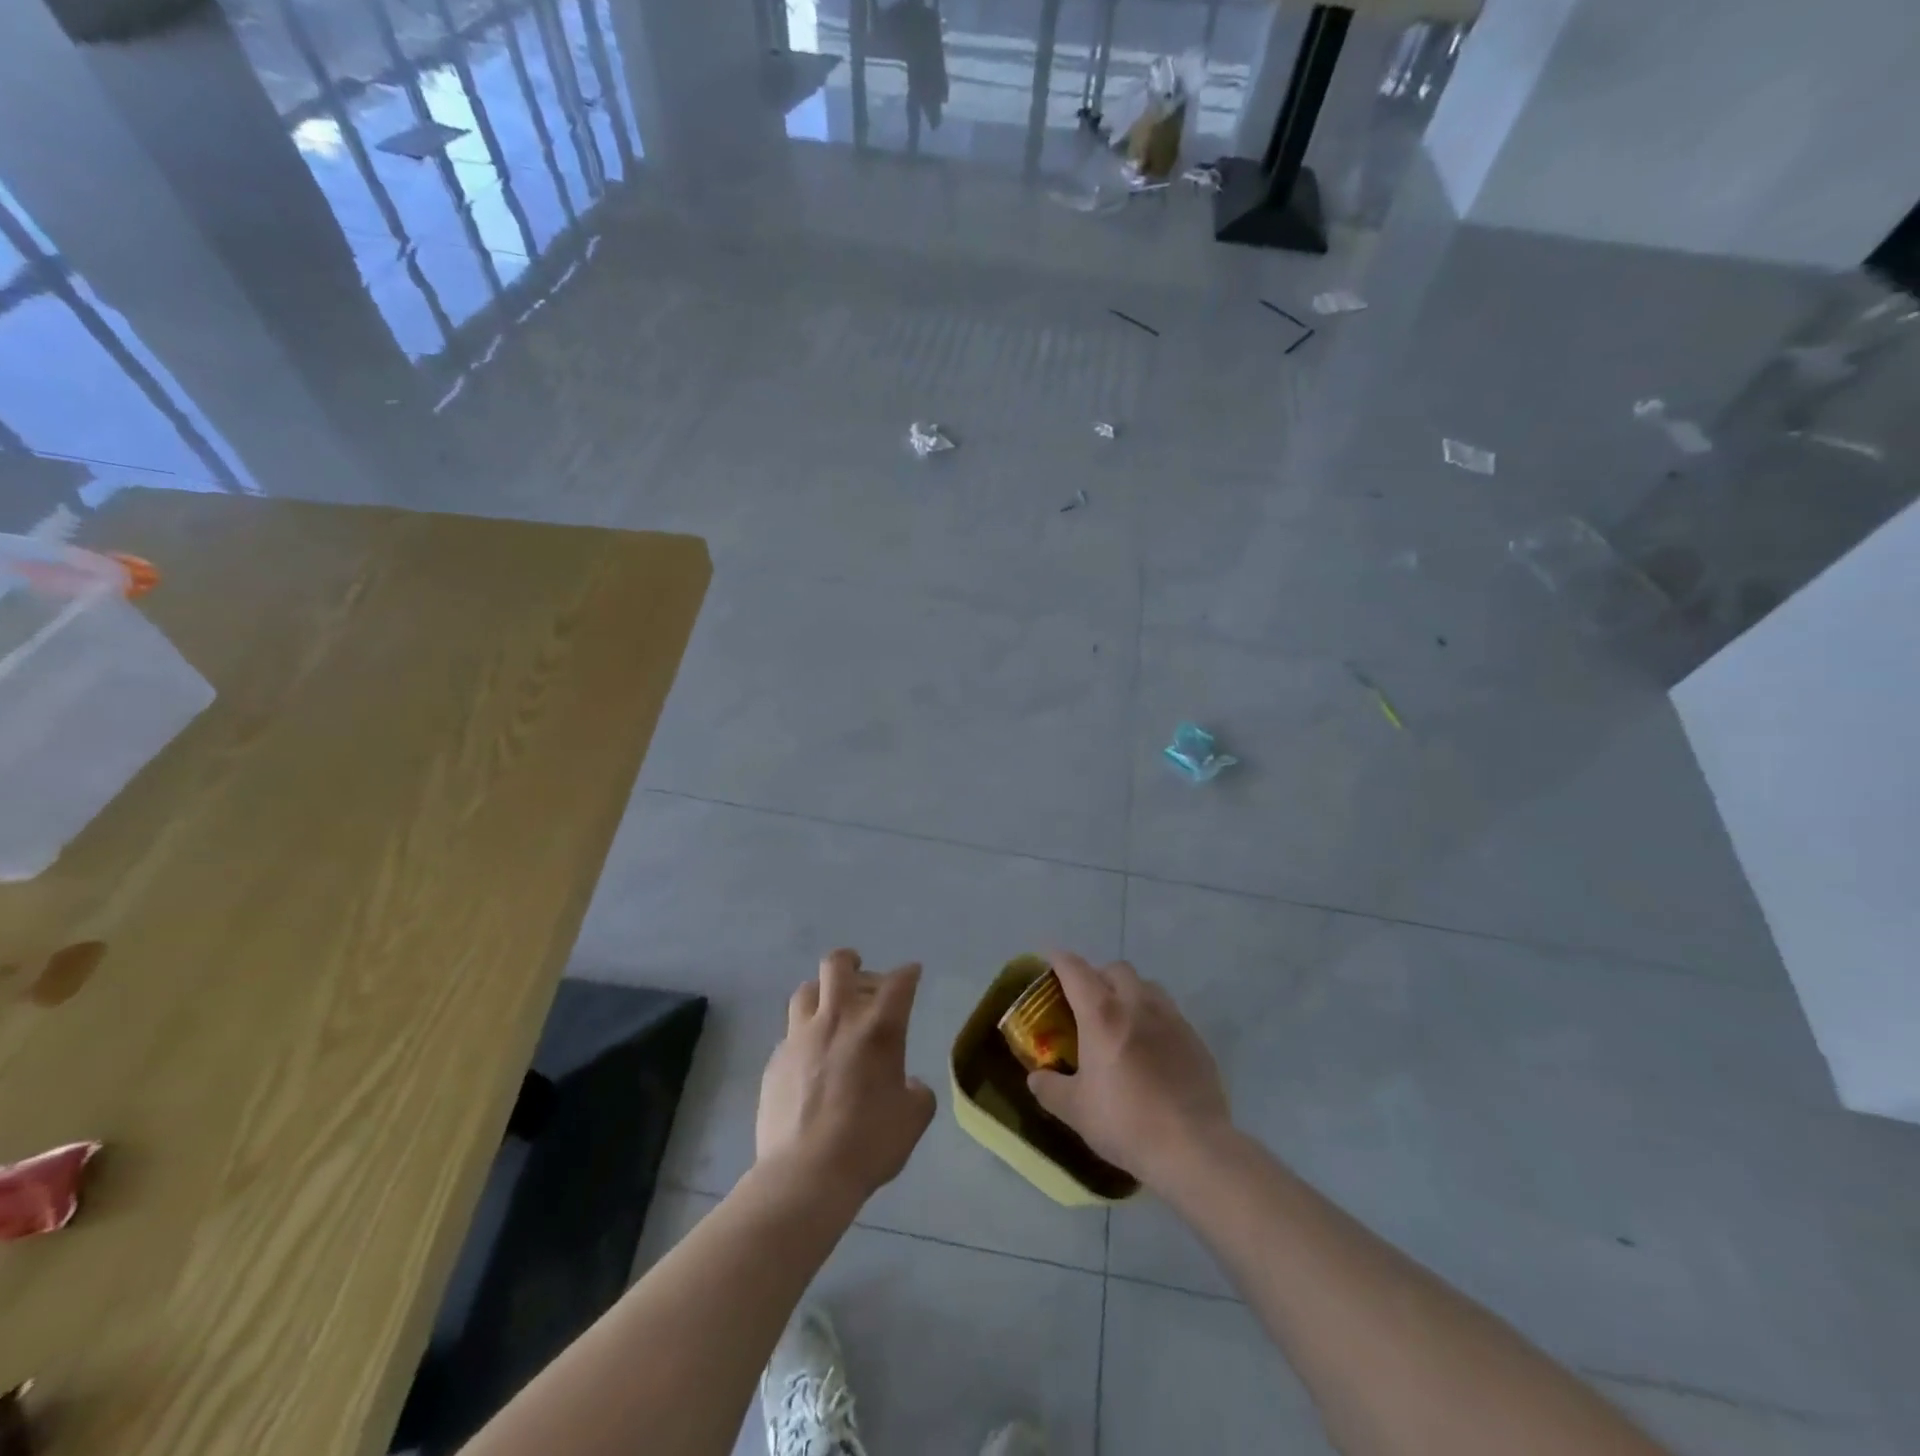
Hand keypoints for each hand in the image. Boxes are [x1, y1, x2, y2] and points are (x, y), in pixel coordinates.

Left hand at [755, 949, 936, 1209]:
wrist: (805, 1175)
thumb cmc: (869, 1143)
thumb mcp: (913, 1119)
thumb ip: (917, 1093)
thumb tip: (910, 1084)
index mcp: (878, 1028)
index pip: (898, 982)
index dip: (908, 973)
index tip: (912, 974)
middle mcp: (838, 1019)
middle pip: (838, 965)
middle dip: (851, 961)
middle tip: (860, 973)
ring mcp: (801, 1037)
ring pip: (806, 991)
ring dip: (821, 993)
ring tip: (829, 1009)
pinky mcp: (775, 1060)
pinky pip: (790, 1033)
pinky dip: (804, 1035)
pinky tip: (810, 1058)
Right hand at [1026, 951, 1231, 1189]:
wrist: (1193, 1148)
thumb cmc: (1126, 1122)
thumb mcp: (1075, 1111)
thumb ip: (1049, 1088)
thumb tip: (1036, 1077)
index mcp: (1102, 1014)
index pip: (1075, 970)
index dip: (1059, 960)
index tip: (1049, 959)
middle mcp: (1137, 1005)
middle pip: (1116, 969)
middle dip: (1098, 976)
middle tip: (1087, 1002)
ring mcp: (1171, 1019)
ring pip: (1147, 986)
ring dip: (1130, 992)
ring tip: (1122, 1021)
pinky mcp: (1195, 1039)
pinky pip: (1170, 1013)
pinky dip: (1154, 1019)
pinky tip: (1152, 1049)